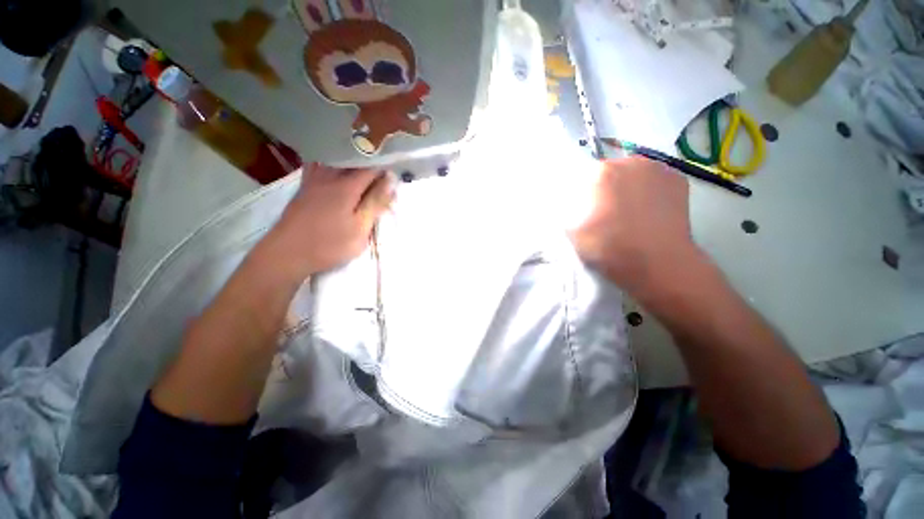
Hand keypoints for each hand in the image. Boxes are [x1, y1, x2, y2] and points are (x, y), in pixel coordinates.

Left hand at [259, 163, 392, 278]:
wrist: (287, 253)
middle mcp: (330, 176)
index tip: (394, 177)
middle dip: (371, 164)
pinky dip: (332, 164)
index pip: (371, 167)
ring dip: (353, 162)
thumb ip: (375, 202)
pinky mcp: (305, 186)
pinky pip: (320, 165)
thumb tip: (391, 179)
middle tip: (382, 179)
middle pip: (354, 160)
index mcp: (347, 186)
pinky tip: (337, 171)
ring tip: (363, 173)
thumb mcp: (360, 228)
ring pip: (337, 160)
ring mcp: (314, 179)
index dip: (385, 169)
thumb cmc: (329, 244)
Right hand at [569, 157, 704, 298]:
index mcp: (600, 172)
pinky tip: (648, 210)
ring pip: (633, 173)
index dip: (580, 194)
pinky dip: (648, 190)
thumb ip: (566, 210)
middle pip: (609, 171)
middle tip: (605, 211)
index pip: (582, 176)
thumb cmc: (608, 247)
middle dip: (604, 187)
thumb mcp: (570, 230)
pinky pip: (653, 180)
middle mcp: (629, 162)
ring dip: (626, 186)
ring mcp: (658, 168)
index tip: (582, 210)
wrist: (656, 263)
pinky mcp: (678, 179)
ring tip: (629, 211)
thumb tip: (569, 202)